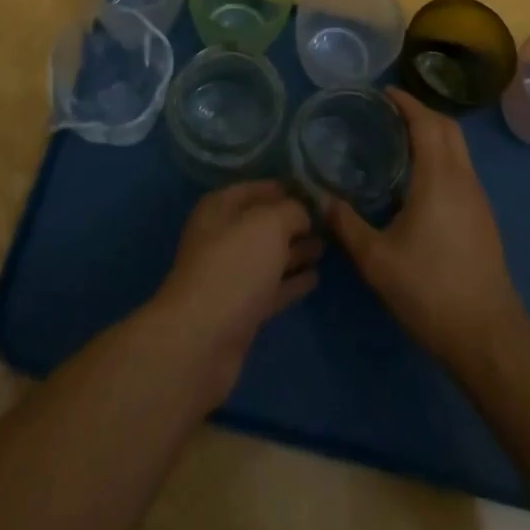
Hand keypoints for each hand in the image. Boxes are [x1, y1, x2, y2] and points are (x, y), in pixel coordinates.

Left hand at [150, 181, 320, 406]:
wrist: (202, 340)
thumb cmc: (234, 266)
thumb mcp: (268, 224)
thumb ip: (291, 211)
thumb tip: (303, 214)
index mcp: (219, 208)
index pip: (254, 189)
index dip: (282, 188)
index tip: (313, 190)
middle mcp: (222, 238)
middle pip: (262, 224)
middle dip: (292, 222)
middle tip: (326, 221)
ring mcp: (230, 276)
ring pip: (268, 257)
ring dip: (295, 252)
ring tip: (325, 247)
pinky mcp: (240, 311)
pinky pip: (271, 288)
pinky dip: (291, 282)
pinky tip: (315, 278)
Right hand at [325, 88, 528, 371]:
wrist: (488, 337)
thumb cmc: (430, 290)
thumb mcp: (377, 260)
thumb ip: (348, 226)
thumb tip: (323, 200)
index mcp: (439, 177)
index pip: (426, 122)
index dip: (406, 102)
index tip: (385, 93)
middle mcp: (463, 178)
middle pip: (448, 127)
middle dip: (422, 112)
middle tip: (391, 114)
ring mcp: (479, 199)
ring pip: (459, 149)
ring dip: (435, 135)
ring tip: (402, 143)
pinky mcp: (484, 219)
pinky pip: (462, 170)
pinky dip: (442, 158)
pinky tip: (420, 183)